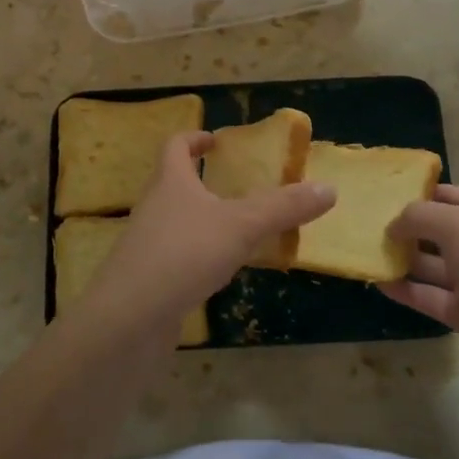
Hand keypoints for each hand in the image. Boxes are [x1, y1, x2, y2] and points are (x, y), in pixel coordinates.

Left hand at [77, 132, 335, 342]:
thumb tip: (329, 188)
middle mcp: (154, 208)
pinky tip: (220, 272)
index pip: (175, 146)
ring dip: (203, 220)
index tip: (215, 139)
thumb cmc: (183, 255)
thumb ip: (283, 207)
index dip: (194, 138)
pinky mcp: (148, 280)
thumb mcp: (241, 226)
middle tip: (236, 184)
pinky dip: (199, 256)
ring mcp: (147, 246)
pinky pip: (177, 257)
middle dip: (202, 180)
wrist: (128, 319)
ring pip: (177, 222)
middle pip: (173, 183)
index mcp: (170, 182)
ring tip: (238, 229)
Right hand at [381, 183, 458, 392]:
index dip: (415, 192)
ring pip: (427, 263)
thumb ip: (419, 217)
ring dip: (398, 258)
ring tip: (362, 251)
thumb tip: (392, 226)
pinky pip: (426, 295)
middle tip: (360, 223)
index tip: (379, 193)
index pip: (445, 194)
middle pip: (433, 229)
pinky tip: (376, 282)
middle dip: (401, 226)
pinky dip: (403, 289)